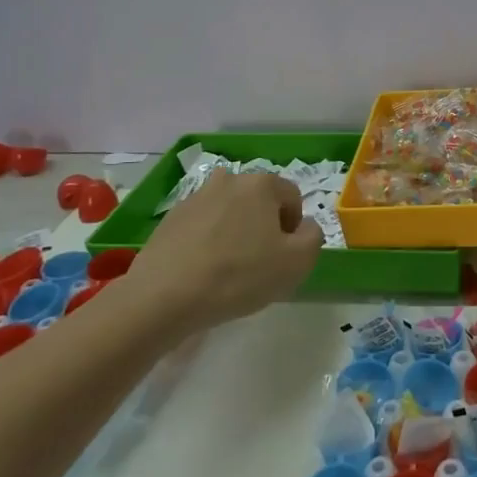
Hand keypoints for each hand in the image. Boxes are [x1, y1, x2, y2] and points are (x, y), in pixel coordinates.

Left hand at [132, 169, 321, 326]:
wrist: (163, 296)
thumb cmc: (239, 276)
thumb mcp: (297, 262)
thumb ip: (313, 237)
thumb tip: (304, 227)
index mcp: (261, 184)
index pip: (292, 198)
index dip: (294, 228)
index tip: (283, 257)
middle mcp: (229, 180)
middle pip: (259, 202)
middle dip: (263, 227)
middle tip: (258, 263)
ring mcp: (196, 196)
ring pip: (229, 212)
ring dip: (235, 232)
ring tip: (228, 269)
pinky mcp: (171, 218)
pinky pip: (202, 226)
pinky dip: (208, 241)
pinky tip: (203, 270)